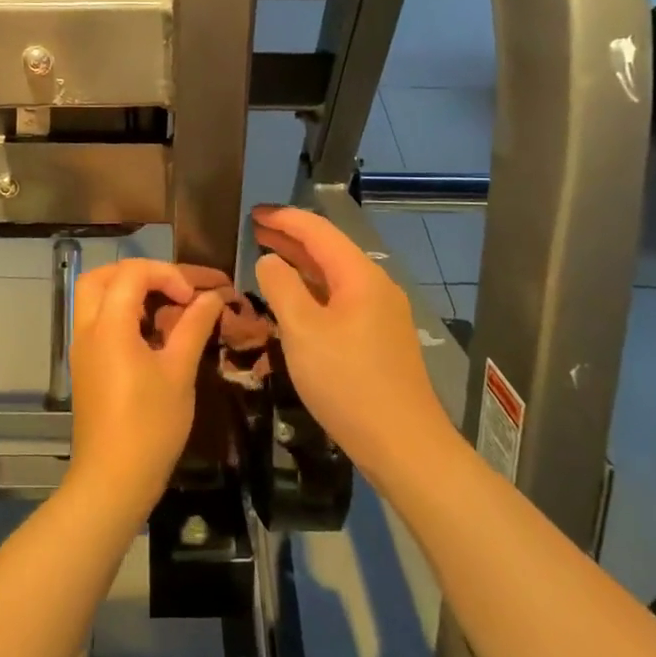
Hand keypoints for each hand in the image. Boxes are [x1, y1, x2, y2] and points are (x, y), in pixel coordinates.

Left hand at [66, 259, 222, 520]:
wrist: (112, 481)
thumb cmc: (150, 425)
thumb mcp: (179, 372)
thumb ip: (194, 326)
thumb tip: (212, 297)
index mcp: (109, 325)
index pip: (132, 272)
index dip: (168, 274)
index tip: (195, 297)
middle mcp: (88, 329)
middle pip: (102, 276)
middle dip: (140, 273)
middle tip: (173, 288)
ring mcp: (83, 348)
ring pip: (95, 297)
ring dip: (128, 291)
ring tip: (165, 306)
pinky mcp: (86, 365)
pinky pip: (98, 321)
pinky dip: (122, 312)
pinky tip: (152, 332)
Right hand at [251, 206, 451, 483]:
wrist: (403, 444)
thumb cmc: (347, 382)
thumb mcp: (303, 331)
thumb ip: (281, 288)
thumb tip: (269, 260)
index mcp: (360, 276)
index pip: (318, 231)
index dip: (284, 219)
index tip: (252, 212)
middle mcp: (376, 286)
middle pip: (329, 250)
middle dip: (291, 238)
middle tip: (254, 231)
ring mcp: (381, 313)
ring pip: (335, 277)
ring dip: (301, 265)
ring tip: (267, 258)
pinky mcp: (380, 338)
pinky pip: (341, 300)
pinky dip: (314, 291)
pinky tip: (295, 301)